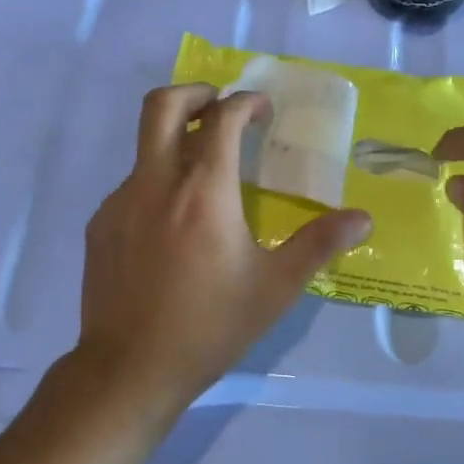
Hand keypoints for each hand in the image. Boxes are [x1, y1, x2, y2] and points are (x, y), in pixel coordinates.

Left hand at [77, 84, 372, 416]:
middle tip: (221, 107)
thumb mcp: (275, 288)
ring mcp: (120, 202)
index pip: (222, 118)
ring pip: (146, 147)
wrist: (129, 371)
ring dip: (177, 142)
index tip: (263, 112)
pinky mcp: (100, 226)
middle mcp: (156, 182)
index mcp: (203, 190)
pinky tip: (174, 226)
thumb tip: (363, 218)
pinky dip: (158, 184)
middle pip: (163, 105)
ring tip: (206, 177)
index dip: (246, 103)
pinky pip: (132, 186)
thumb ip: (319, 245)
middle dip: (196, 93)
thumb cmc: (209, 326)